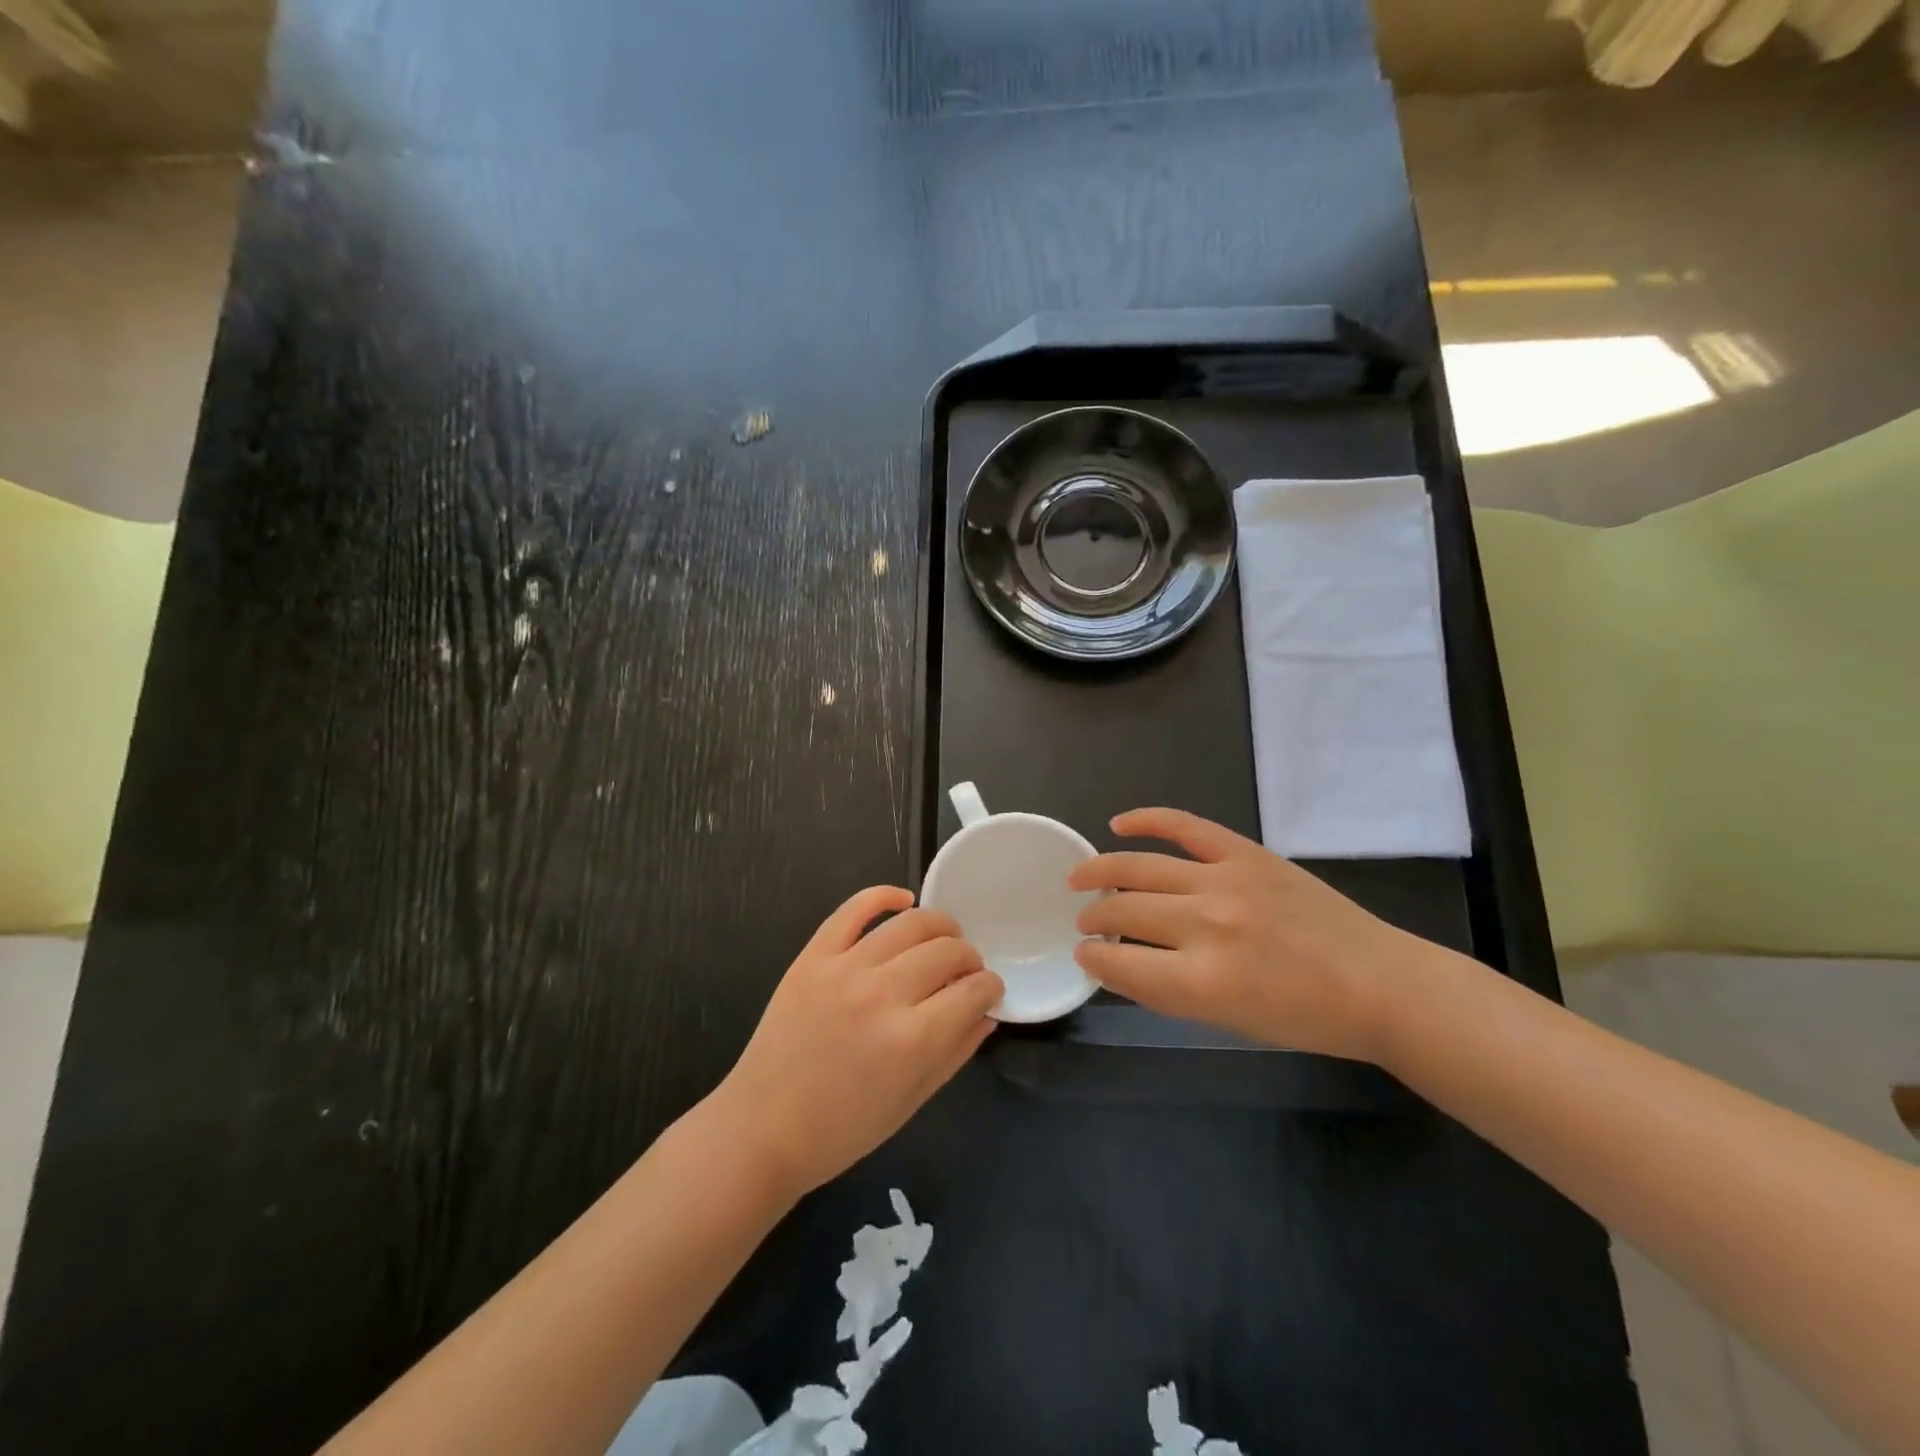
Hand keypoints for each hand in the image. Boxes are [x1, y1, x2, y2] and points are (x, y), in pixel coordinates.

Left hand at [709, 887, 1002, 1198]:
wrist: (760, 1129)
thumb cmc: (841, 1130)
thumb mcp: (911, 1102)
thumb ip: (955, 1052)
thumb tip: (987, 1012)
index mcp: (912, 1040)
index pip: (973, 991)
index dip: (991, 987)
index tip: (989, 990)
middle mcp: (883, 994)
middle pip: (947, 951)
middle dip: (970, 958)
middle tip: (966, 971)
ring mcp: (844, 968)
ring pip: (910, 923)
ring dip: (940, 926)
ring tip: (944, 938)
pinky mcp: (813, 956)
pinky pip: (853, 909)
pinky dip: (884, 896)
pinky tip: (903, 900)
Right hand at [1069, 809, 1419, 1062]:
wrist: (1379, 984)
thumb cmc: (1304, 1019)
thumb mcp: (1228, 1021)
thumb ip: (1169, 990)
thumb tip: (1120, 962)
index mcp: (1202, 982)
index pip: (1119, 965)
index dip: (1092, 959)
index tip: (1084, 954)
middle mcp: (1206, 925)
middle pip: (1123, 912)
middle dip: (1093, 918)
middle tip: (1085, 921)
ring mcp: (1225, 880)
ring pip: (1140, 867)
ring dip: (1101, 872)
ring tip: (1080, 878)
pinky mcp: (1246, 853)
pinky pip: (1184, 825)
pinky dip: (1147, 820)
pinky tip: (1118, 824)